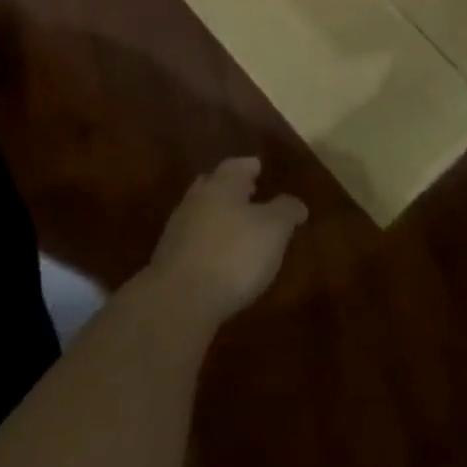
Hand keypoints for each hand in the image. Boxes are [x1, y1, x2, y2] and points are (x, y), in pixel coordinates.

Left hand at [146, 157, 306, 328]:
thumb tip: (297, 203)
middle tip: (250, 193)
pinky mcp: (169, 258)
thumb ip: (286, 211)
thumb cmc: (233, 255)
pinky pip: (194, 239)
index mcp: (222, 184)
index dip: (251, 166)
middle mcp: (197, 198)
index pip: (237, 165)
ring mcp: (179, 228)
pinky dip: (208, 240)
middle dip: (231, 188)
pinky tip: (219, 256)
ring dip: (218, 215)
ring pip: (202, 211)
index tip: (260, 168)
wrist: (179, 300)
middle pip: (214, 184)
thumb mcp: (274, 230)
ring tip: (238, 228)